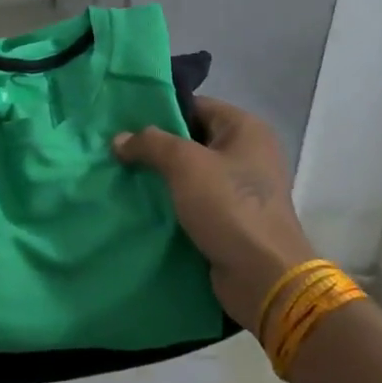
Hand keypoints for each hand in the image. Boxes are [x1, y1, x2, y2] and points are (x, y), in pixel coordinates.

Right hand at [114, 97, 315, 337]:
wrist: (263, 277)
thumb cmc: (229, 206)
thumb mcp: (184, 164)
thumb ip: (150, 144)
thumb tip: (119, 139)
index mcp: (246, 129)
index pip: (196, 106)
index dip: (161, 112)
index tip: (125, 122)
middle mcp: (248, 153)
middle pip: (192, 139)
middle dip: (156, 147)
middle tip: (118, 149)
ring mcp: (241, 188)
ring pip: (191, 172)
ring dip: (161, 176)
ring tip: (122, 175)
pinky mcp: (231, 218)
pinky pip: (195, 200)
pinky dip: (172, 201)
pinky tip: (141, 203)